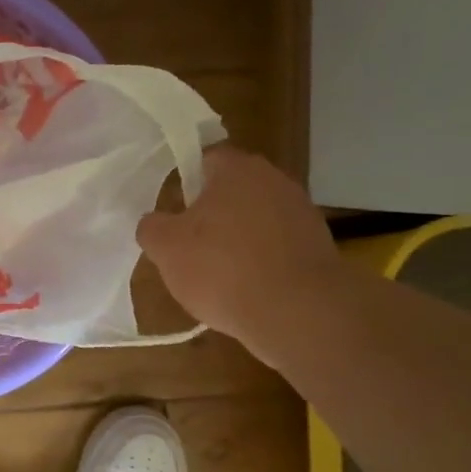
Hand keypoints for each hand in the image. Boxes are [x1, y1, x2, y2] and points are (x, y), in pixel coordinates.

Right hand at [136, 146, 341, 363]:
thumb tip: (154, 222)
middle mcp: (275, 180)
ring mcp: (302, 213)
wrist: (298, 312)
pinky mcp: (319, 247)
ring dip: (238, 239)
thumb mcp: (165, 248)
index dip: (186, 182)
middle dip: (212, 214)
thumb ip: (152, 227)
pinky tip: (247, 290)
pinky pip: (278, 247)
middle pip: (234, 190)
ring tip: (218, 275)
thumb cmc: (222, 268)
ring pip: (257, 219)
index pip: (206, 158)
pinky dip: (262, 262)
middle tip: (190, 245)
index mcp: (237, 169)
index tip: (174, 212)